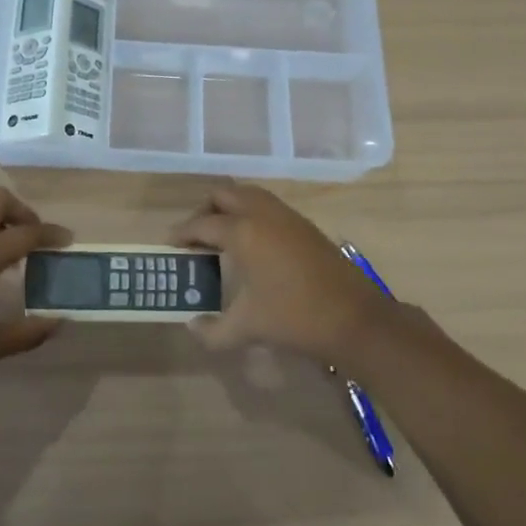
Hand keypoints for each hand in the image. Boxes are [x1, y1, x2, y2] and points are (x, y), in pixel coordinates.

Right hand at [171, 181, 391, 363]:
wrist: (354, 318)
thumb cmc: (294, 318)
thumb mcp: (246, 329)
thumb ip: (212, 330)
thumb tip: (193, 326)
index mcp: (242, 232)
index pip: (202, 224)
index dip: (182, 233)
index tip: (170, 245)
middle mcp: (262, 214)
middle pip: (224, 194)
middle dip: (205, 211)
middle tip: (197, 237)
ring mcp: (287, 216)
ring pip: (249, 194)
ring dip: (231, 208)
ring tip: (222, 238)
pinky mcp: (305, 224)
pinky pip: (268, 206)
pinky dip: (252, 214)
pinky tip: (253, 244)